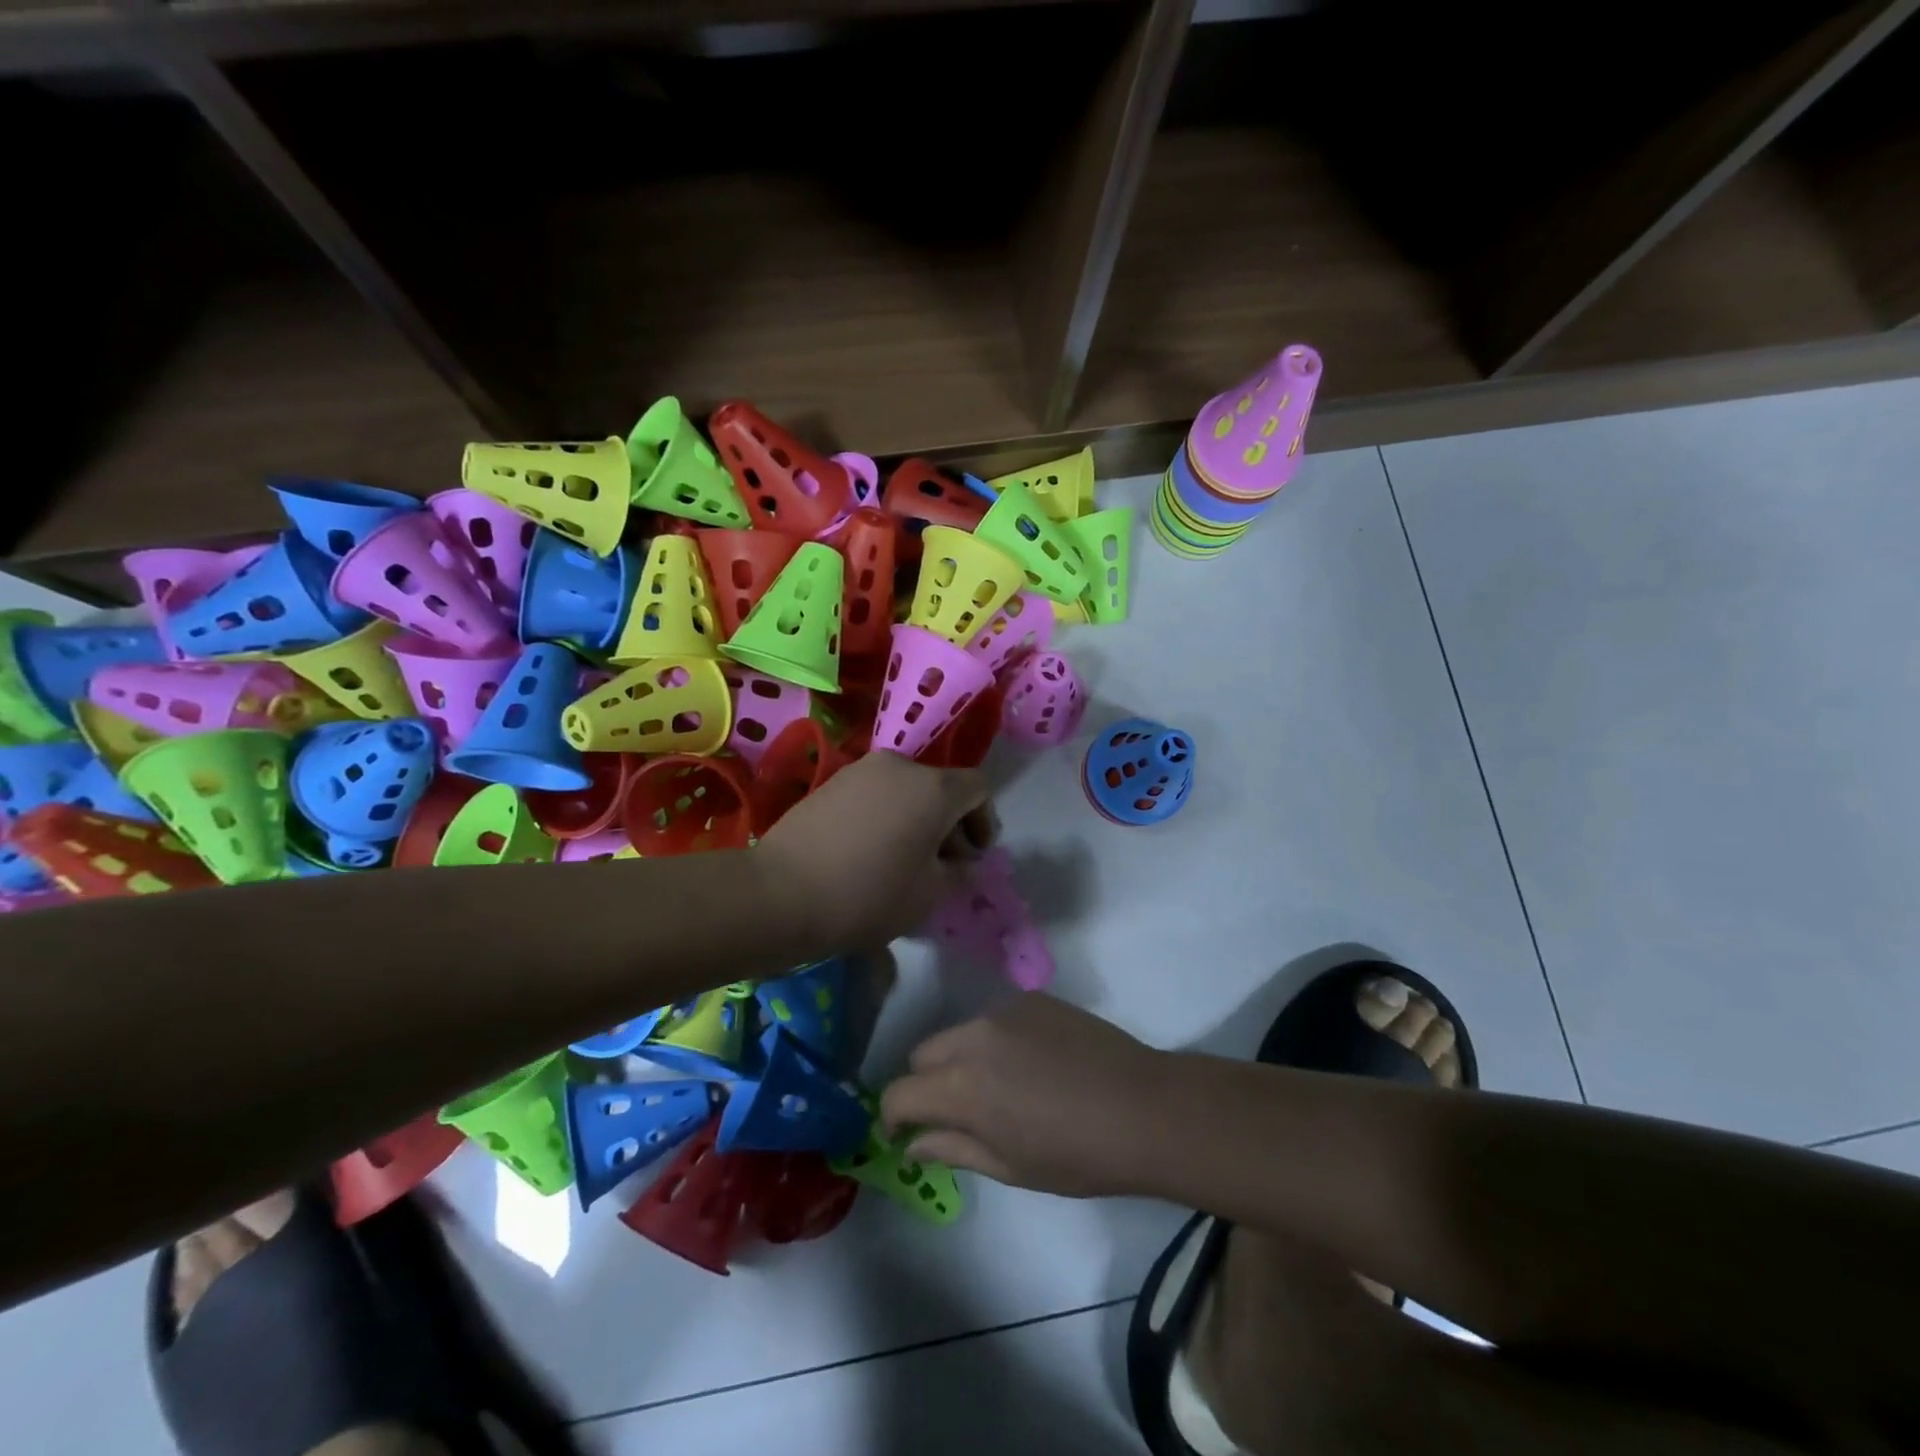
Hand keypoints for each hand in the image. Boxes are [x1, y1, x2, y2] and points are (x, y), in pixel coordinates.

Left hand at [752, 752, 994, 956]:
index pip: (978, 788)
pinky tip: (869, 853)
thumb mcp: (930, 895)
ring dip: (915, 819)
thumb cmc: (869, 895)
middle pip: (940, 786)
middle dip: (949, 823)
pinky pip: (874, 794)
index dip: (985, 821)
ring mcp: (860, 770)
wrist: (781, 893)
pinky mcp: (830, 783)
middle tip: (941, 866)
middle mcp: (900, 765)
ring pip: (905, 790)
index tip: (972, 858)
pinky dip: (885, 816)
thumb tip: (960, 861)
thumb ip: (958, 872)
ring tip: (902, 861)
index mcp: (933, 787)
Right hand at [881, 994, 1170, 1197]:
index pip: (899, 1093)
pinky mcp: (1032, 998)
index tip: (903, 1135)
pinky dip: (995, 1041)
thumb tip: (915, 1142)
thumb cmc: (1077, 1155)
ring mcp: (1004, 1010)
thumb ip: (953, 1149)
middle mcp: (973, 1037)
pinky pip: (995, 1019)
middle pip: (923, 1054)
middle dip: (924, 1084)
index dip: (893, 1117)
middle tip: (952, 1113)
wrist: (1143, 1107)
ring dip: (960, 1059)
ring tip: (997, 1087)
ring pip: (959, 1033)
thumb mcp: (1010, 1167)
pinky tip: (1030, 1064)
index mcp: (961, 1086)